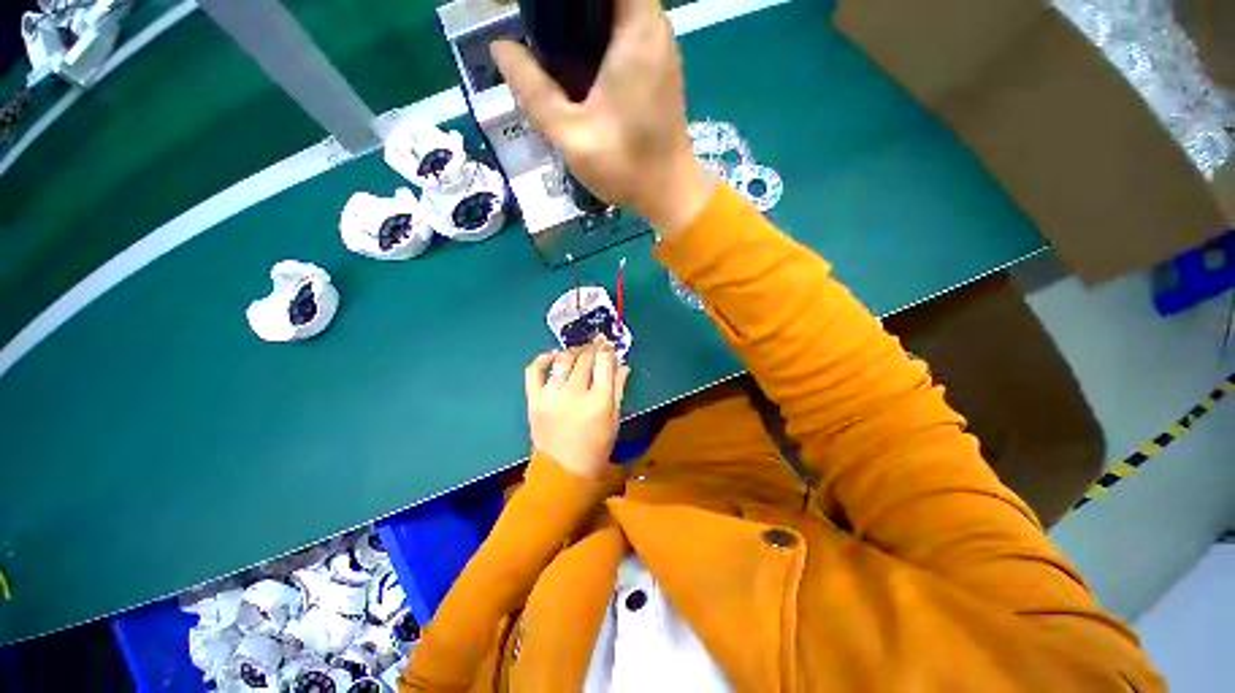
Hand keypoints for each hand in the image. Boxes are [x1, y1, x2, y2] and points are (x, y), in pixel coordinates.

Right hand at [491, 0, 712, 237]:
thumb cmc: (626, 167)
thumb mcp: (571, 135)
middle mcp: (655, 26)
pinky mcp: (659, 65)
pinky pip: (626, 29)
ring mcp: (660, 45)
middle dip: (571, 7)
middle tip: (539, 27)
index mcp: (637, 30)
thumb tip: (501, 48)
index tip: (542, 11)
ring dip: (584, 17)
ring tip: (552, 43)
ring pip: (617, 7)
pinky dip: (600, 33)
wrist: (669, 193)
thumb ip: (533, 90)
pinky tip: (578, 61)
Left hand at [524, 340, 630, 479]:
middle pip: (584, 358)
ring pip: (563, 360)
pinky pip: (534, 371)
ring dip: (573, 351)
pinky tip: (554, 355)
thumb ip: (618, 389)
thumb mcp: (614, 419)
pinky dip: (543, 358)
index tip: (608, 345)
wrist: (563, 472)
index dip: (607, 349)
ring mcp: (550, 396)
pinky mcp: (534, 400)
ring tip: (579, 352)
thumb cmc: (596, 447)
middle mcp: (574, 394)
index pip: (603, 362)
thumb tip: (622, 364)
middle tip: (597, 346)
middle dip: (592, 348)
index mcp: (598, 401)